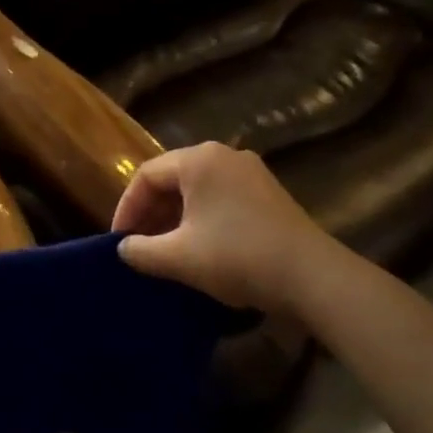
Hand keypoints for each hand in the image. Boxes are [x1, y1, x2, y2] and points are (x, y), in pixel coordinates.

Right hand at [113, 143, 342, 313]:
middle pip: (172, 178)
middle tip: (139, 245)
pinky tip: (200, 247)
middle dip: (151, 213)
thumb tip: (124, 249)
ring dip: (175, 217)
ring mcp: (250, 172)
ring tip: (165, 249)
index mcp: (198, 160)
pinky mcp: (268, 193)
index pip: (147, 175)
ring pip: (198, 189)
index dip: (127, 208)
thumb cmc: (237, 257)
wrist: (312, 277)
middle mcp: (223, 155)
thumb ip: (142, 251)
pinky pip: (221, 197)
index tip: (119, 241)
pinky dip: (201, 218)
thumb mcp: (180, 258)